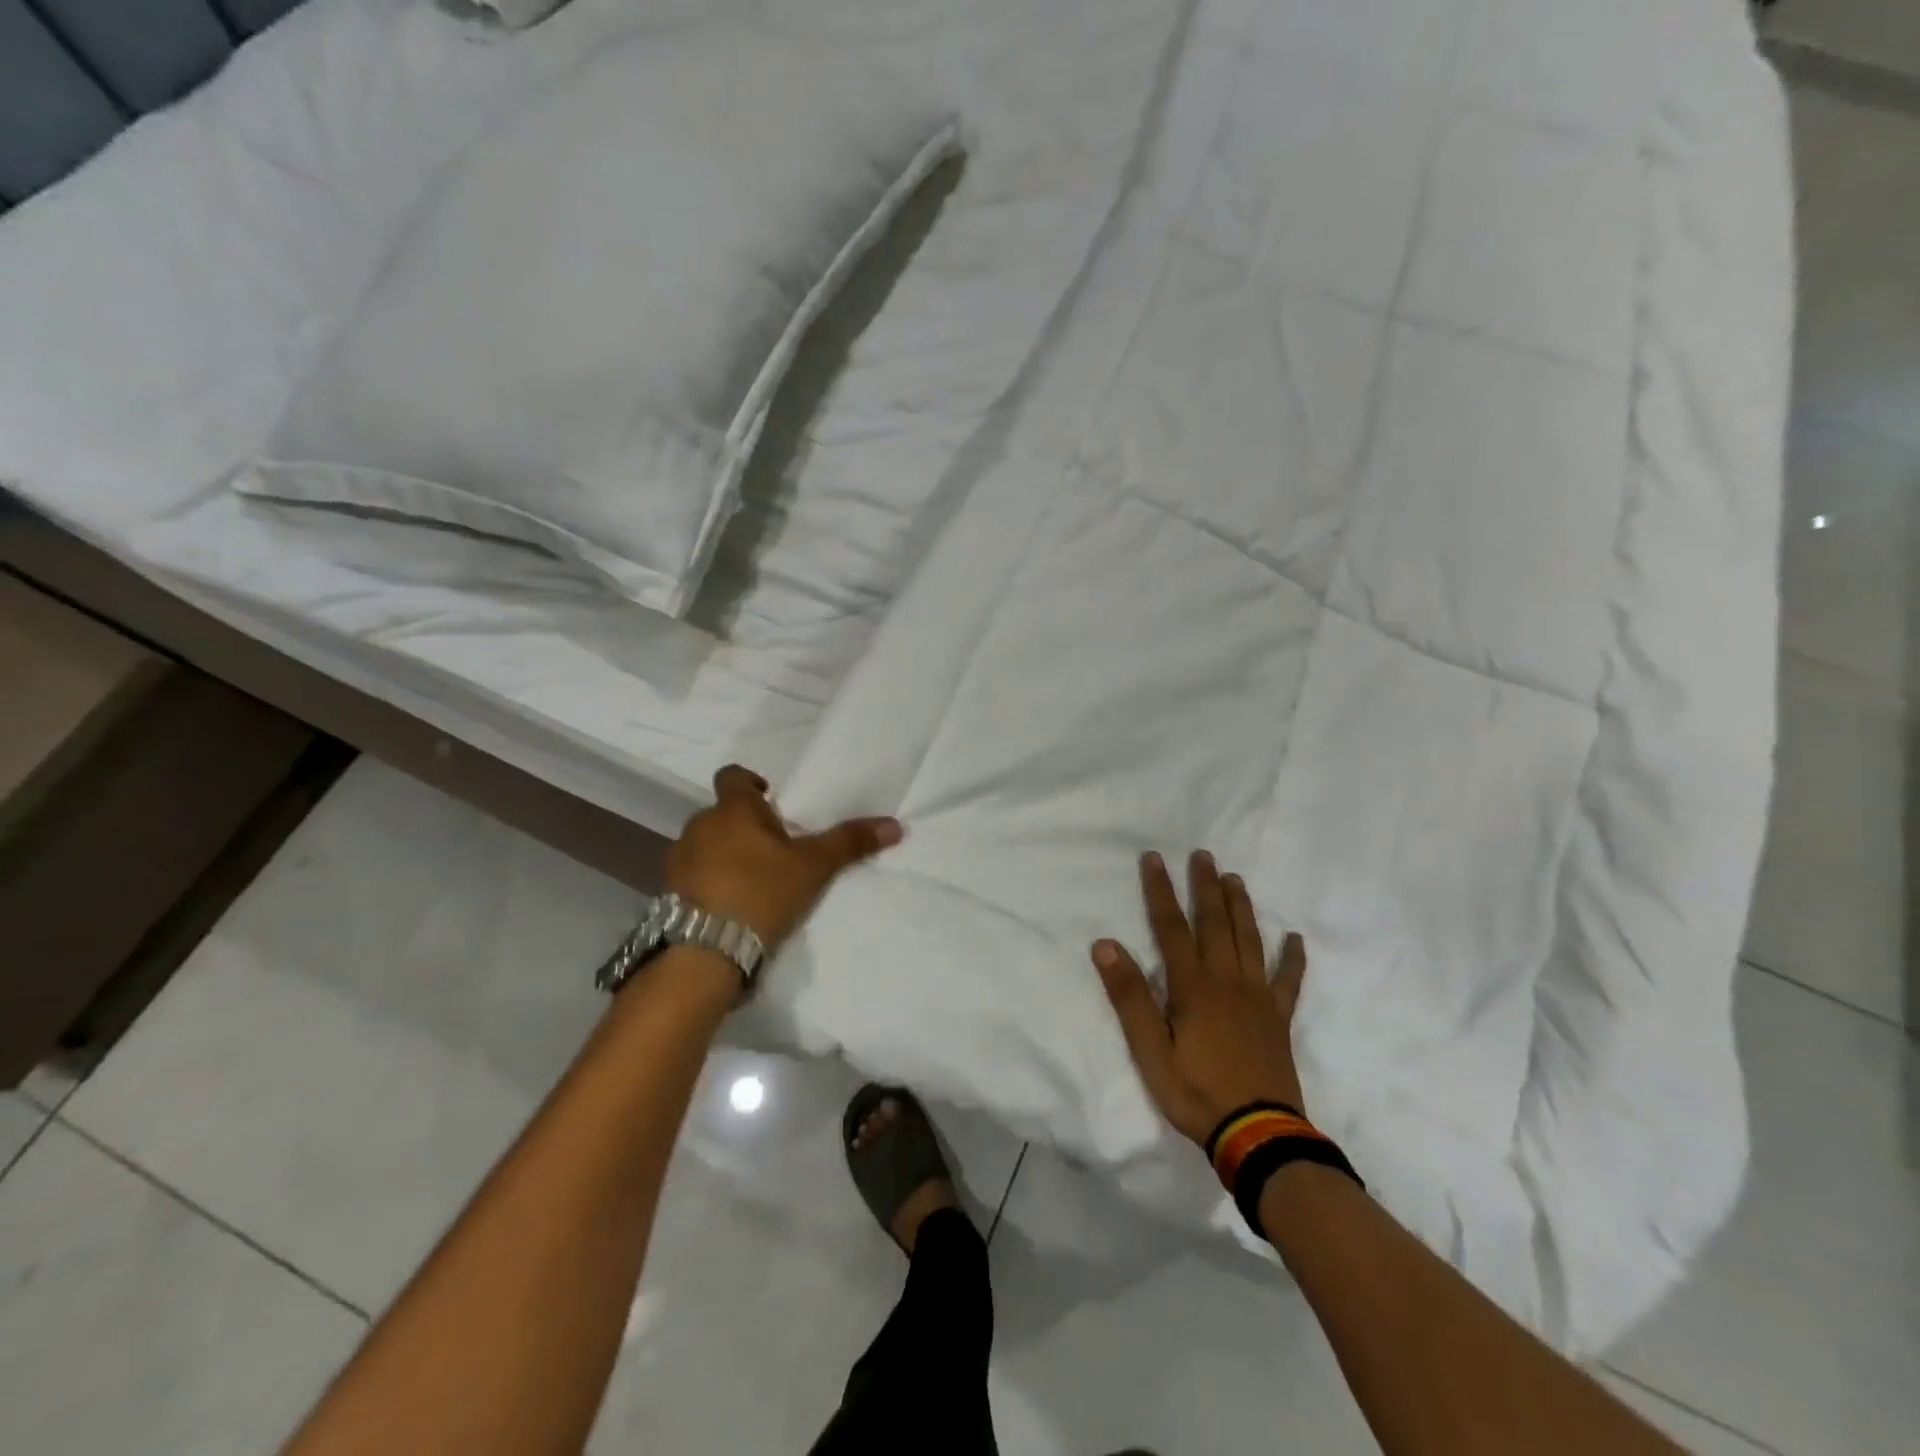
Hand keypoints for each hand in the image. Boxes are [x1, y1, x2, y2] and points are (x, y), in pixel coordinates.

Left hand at [667, 765, 902, 952]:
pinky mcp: (667, 892)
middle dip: (744, 825)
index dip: (751, 782)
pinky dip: (708, 880)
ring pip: (705, 844)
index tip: (770, 798)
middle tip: (773, 849)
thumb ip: (850, 843)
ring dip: (723, 853)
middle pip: (722, 813)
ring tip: (751, 880)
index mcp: (732, 810)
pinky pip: (692, 874)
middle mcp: (699, 826)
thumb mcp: (814, 867)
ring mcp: (678, 860)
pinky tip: (729, 904)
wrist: (706, 952)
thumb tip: (895, 825)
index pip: (733, 776)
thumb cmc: (762, 893)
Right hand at [1092, 850, 1306, 1145]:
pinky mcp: (1278, 1019)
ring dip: (1241, 907)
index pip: (1171, 927)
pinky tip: (1294, 938)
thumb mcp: (1149, 1050)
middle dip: (1205, 887)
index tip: (1154, 858)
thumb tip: (1105, 945)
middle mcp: (1226, 981)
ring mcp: (1257, 998)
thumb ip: (1129, 997)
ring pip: (1249, 941)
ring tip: (1235, 878)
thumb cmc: (1195, 1093)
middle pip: (1214, 924)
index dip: (1160, 891)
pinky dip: (1291, 958)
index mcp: (1192, 987)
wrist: (1258, 1136)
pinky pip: (1288, 981)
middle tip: (1203, 854)